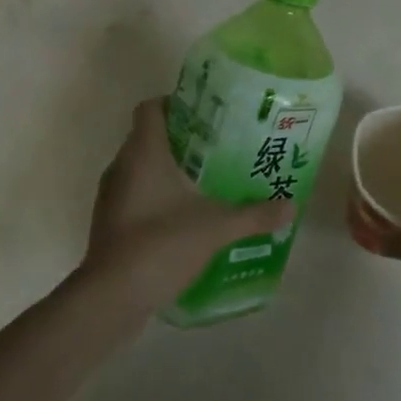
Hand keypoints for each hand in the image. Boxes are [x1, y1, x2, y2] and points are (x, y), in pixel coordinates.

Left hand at [79, 98, 294, 311]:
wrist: (111, 297)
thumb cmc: (161, 244)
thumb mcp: (216, 227)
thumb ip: (254, 215)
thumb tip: (290, 207)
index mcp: (143, 152)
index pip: (151, 108)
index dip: (176, 104)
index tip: (207, 115)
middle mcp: (122, 166)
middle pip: (149, 137)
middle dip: (183, 140)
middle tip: (219, 148)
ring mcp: (112, 196)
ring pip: (141, 168)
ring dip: (169, 171)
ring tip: (207, 182)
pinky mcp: (110, 223)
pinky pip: (136, 196)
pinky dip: (157, 198)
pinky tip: (185, 217)